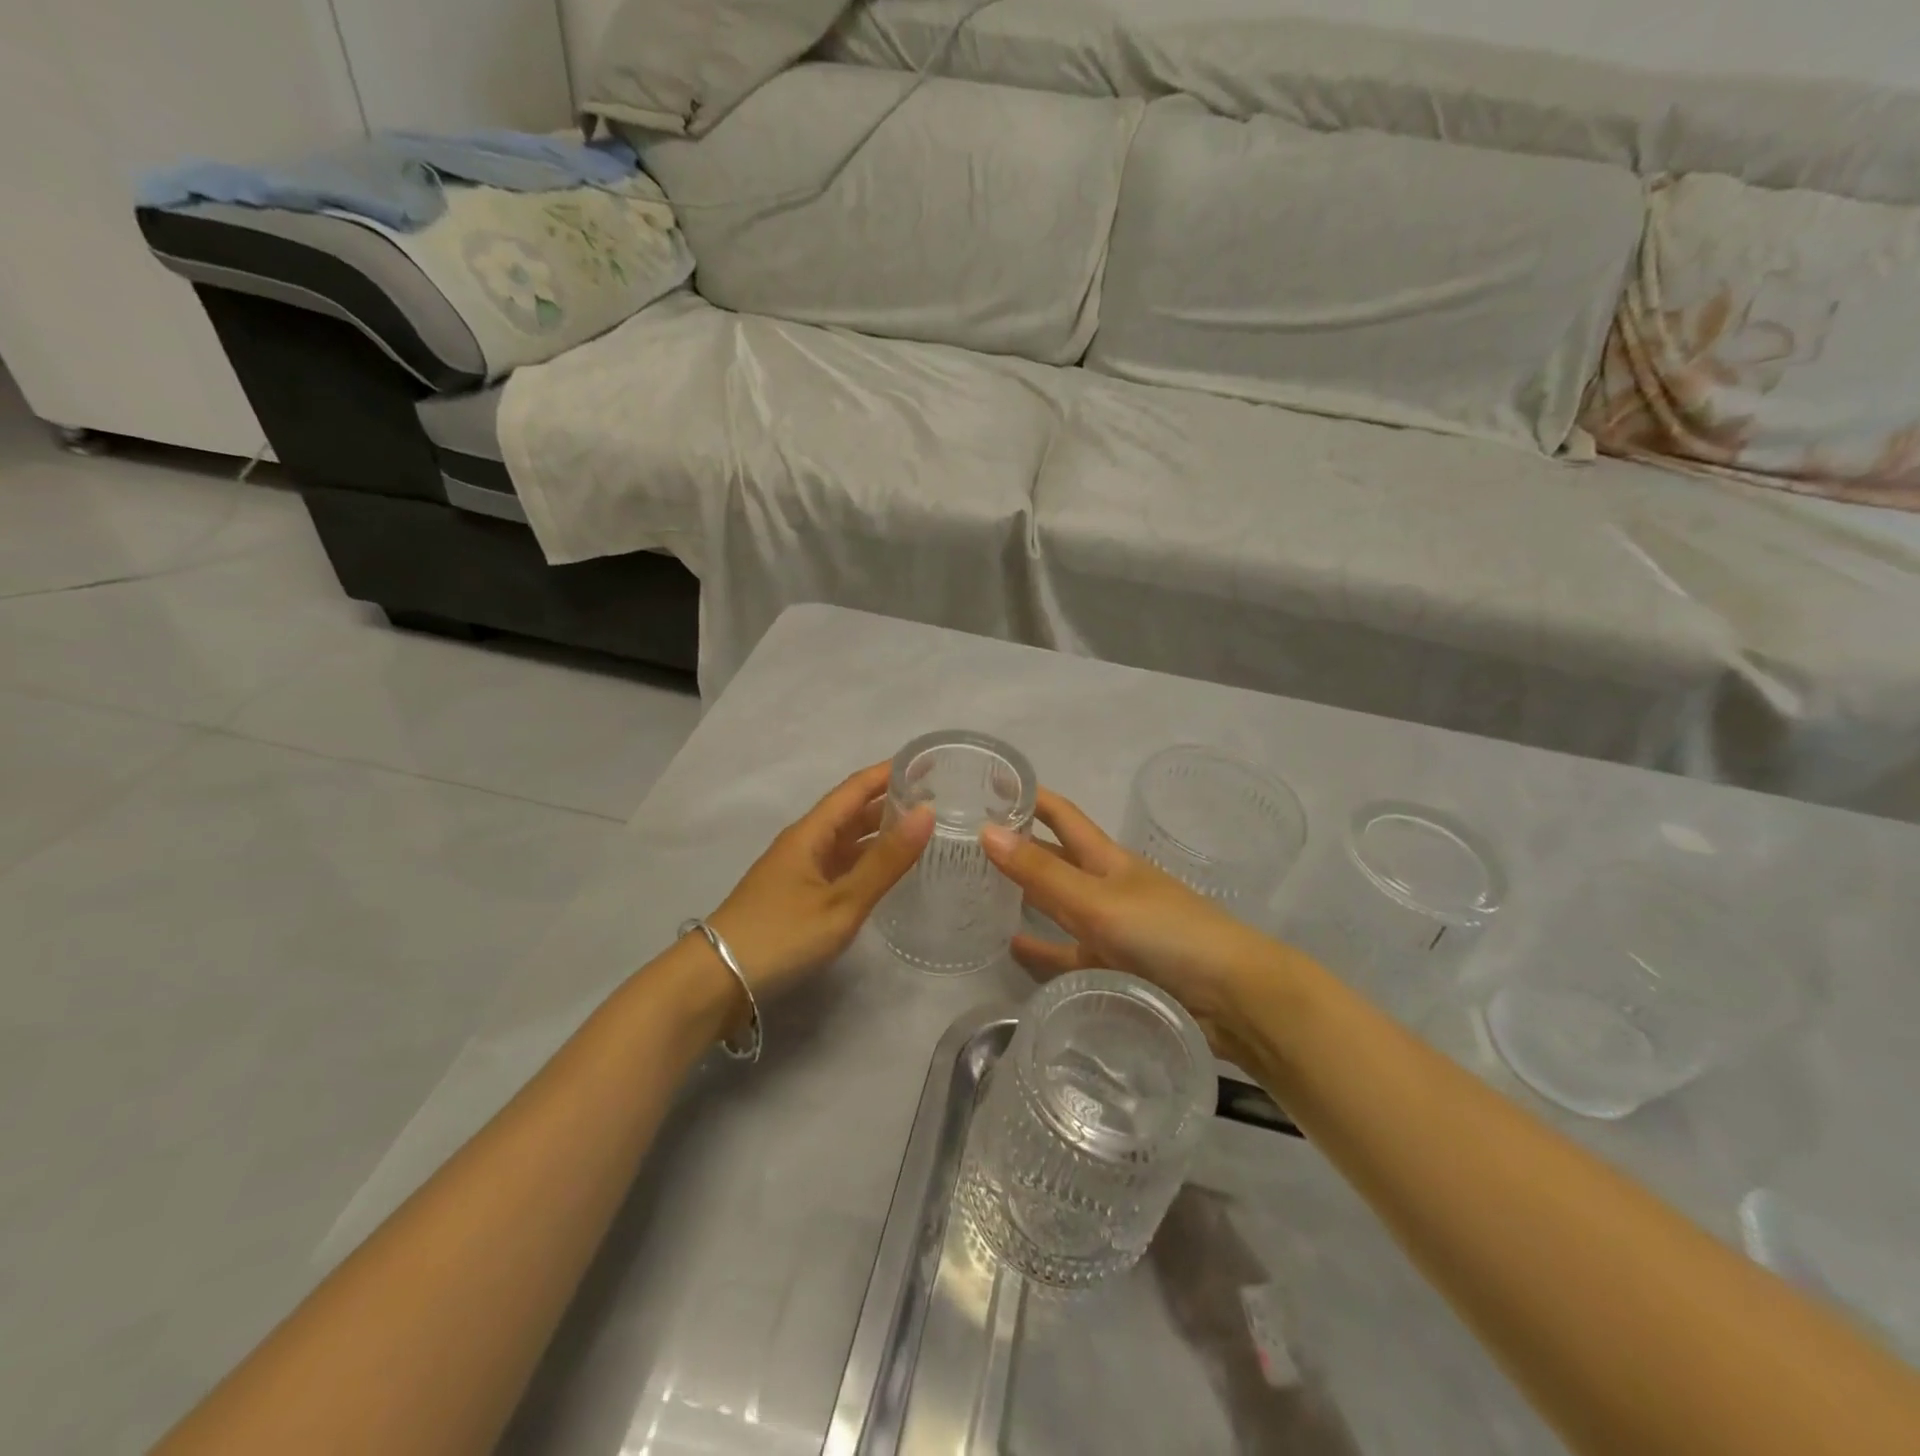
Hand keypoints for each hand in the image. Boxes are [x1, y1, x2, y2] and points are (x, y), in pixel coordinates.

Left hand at [703, 763, 933, 1013]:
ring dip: (877, 832)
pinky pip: (838, 865)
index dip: (888, 773)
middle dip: (888, 802)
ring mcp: (798, 871)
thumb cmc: (781, 935)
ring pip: (844, 840)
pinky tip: (883, 871)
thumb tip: (927, 812)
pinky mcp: (796, 896)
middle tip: (933, 799)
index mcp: (811, 833)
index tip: (924, 763)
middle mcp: (804, 844)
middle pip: (850, 812)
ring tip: (918, 831)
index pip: (855, 789)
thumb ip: (885, 861)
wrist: (717, 981)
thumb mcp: (841, 901)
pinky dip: (864, 860)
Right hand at [980, 788, 1279, 1060]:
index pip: (1061, 816)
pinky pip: (1066, 954)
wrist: (1230, 997)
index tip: (991, 781)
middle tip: (967, 840)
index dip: (1031, 797)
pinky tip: (1011, 948)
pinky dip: (1041, 949)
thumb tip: (986, 830)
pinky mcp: (1113, 967)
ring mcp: (1110, 927)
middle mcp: (1105, 886)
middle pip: (1055, 858)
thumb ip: (1042, 872)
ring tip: (979, 892)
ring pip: (1057, 905)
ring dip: (1025, 896)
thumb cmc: (1166, 932)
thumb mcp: (1097, 900)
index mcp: (1106, 859)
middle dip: (1019, 845)